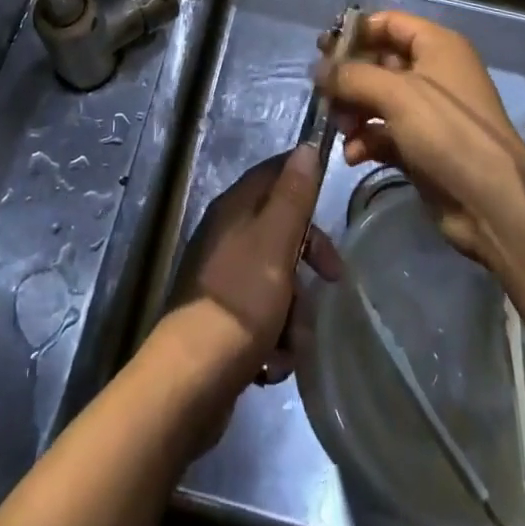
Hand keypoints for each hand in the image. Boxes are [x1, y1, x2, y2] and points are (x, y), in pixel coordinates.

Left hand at [170, 146, 341, 391]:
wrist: (191, 380)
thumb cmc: (240, 301)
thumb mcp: (276, 241)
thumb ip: (293, 195)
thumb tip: (305, 146)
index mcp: (235, 208)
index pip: (274, 174)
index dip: (305, 182)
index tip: (333, 205)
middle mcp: (226, 235)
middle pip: (281, 229)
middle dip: (309, 257)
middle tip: (331, 279)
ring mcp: (223, 278)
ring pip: (277, 279)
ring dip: (294, 311)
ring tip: (293, 340)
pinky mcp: (223, 319)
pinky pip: (263, 317)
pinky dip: (275, 338)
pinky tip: (274, 363)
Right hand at [318, 11, 524, 296]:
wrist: (492, 202)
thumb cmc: (446, 131)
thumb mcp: (395, 94)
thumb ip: (351, 76)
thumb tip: (318, 69)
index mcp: (436, 46)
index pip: (389, 23)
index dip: (356, 31)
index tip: (322, 48)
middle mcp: (433, 73)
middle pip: (379, 62)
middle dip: (349, 78)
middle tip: (322, 92)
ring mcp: (428, 112)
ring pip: (377, 99)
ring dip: (353, 111)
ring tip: (339, 127)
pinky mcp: (422, 146)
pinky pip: (384, 133)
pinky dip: (366, 140)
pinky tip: (353, 155)